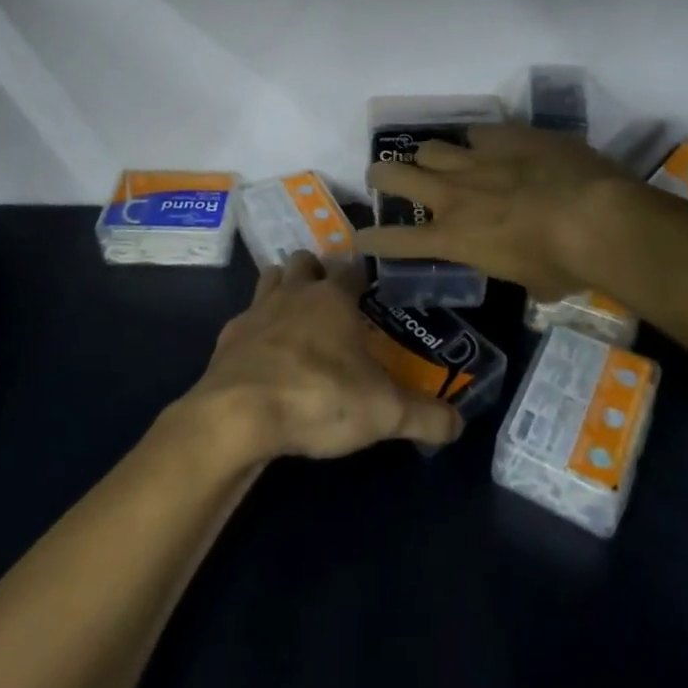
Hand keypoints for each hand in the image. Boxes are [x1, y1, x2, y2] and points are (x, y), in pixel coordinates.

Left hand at [182, 252, 462, 461]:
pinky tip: (264, 358)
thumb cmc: (319, 397)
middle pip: (304, 262)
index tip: (370, 288)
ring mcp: (256, 311)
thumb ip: (425, 416)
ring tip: (297, 319)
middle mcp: (294, 293)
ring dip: (282, 289)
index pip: (352, 267)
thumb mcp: (385, 413)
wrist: (239, 414)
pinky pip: (245, 321)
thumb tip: (458, 424)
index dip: (362, 275)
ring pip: (270, 279)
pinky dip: (256, 331)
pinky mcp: (228, 337)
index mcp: (333, 297)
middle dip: (317, 273)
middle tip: (332, 302)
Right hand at [360, 124, 639, 300]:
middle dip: (381, 177)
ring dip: (427, 156)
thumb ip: (513, 266)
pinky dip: (476, 141)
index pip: (397, 240)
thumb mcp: (532, 282)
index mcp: (455, 238)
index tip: (360, 237)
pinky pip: (475, 132)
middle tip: (382, 178)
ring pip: (428, 147)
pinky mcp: (505, 135)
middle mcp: (453, 195)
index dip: (373, 239)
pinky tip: (489, 145)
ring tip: (435, 160)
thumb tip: (525, 266)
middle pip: (394, 175)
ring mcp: (476, 159)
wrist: (598, 217)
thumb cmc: (565, 264)